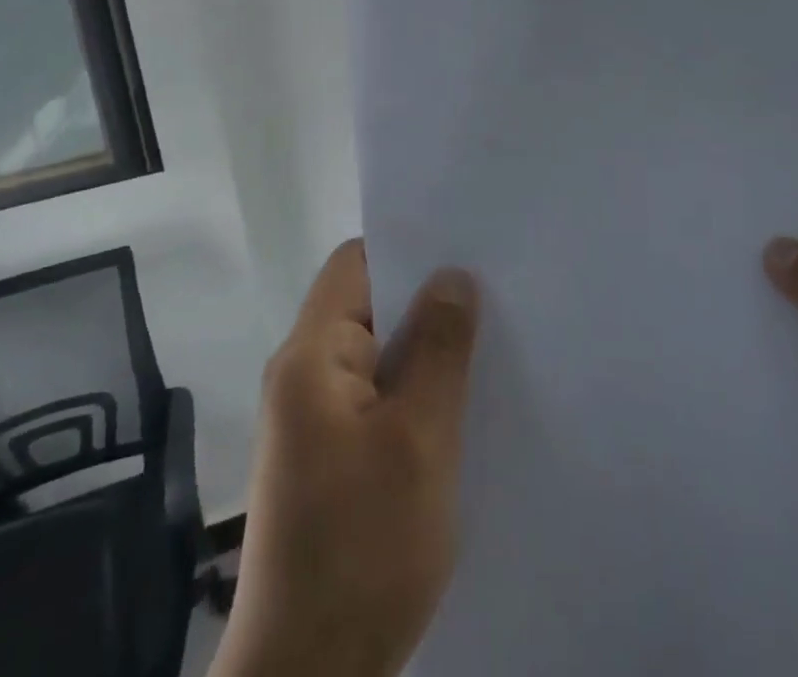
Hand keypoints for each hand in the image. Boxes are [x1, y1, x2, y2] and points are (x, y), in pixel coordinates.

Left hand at [212, 241, 478, 676]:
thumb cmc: (362, 549)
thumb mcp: (418, 439)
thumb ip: (438, 348)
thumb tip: (453, 275)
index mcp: (310, 357)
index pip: (355, 264)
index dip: (407, 249)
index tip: (464, 251)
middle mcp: (304, 377)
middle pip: (368, 305)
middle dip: (427, 299)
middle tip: (494, 295)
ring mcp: (315, 420)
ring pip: (379, 353)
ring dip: (426, 349)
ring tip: (488, 343)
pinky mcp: (330, 457)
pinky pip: (377, 396)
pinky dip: (416, 390)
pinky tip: (460, 404)